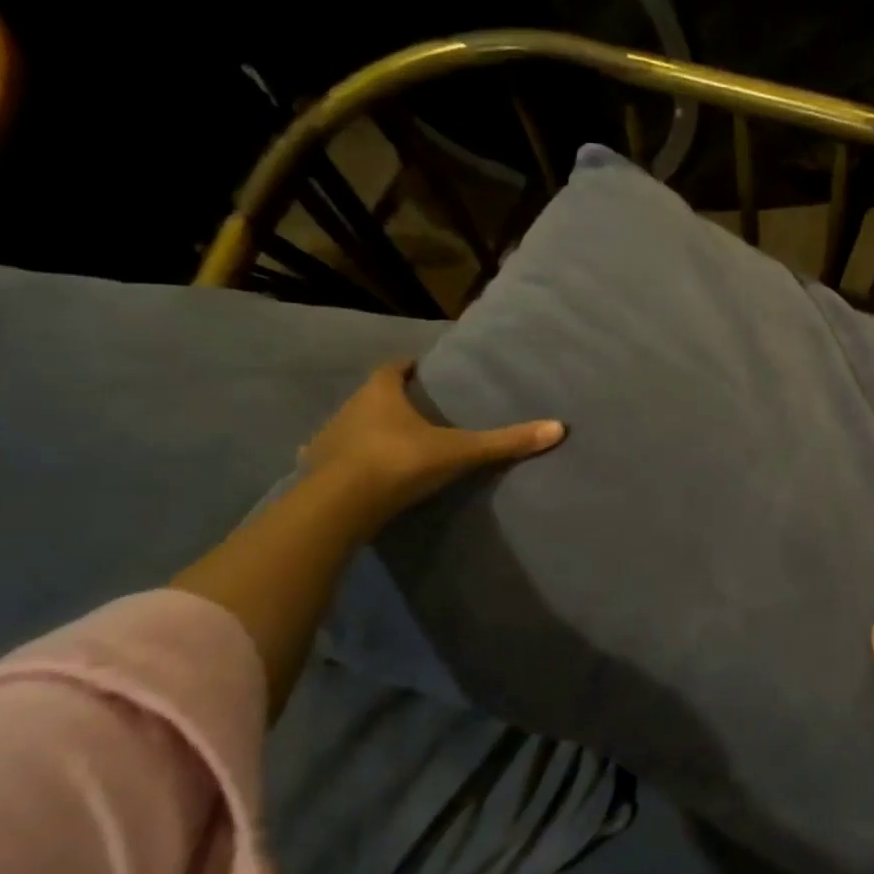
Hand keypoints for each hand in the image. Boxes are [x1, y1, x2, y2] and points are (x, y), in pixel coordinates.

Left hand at [300, 361, 564, 519]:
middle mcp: (349, 408)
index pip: (393, 368)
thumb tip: (558, 428)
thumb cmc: (401, 462)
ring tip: (392, 440)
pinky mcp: (315, 470)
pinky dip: (345, 459)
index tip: (421, 370)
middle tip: (416, 408)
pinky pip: (332, 457)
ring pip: (350, 425)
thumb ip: (505, 442)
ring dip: (367, 429)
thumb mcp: (461, 451)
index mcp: (380, 394)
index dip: (408, 368)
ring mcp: (327, 439)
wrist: (342, 505)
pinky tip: (354, 471)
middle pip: (371, 396)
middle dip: (390, 399)